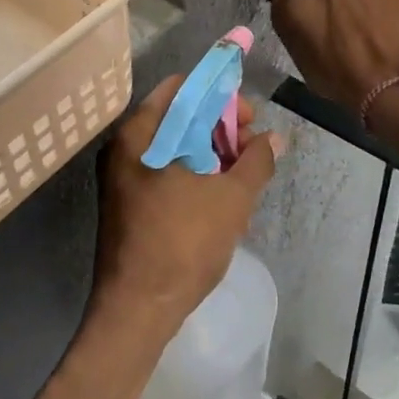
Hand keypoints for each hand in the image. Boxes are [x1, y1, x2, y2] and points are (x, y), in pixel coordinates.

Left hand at [93, 76, 281, 337]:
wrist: (138, 310)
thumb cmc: (183, 243)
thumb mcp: (232, 198)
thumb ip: (256, 161)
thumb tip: (274, 138)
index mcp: (141, 134)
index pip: (183, 88)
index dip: (220, 95)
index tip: (249, 118)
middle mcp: (125, 147)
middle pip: (178, 116)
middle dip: (219, 126)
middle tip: (251, 147)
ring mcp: (123, 177)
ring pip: (174, 146)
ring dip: (211, 152)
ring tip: (242, 174)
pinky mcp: (128, 202)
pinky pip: (165, 170)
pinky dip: (194, 172)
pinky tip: (221, 194)